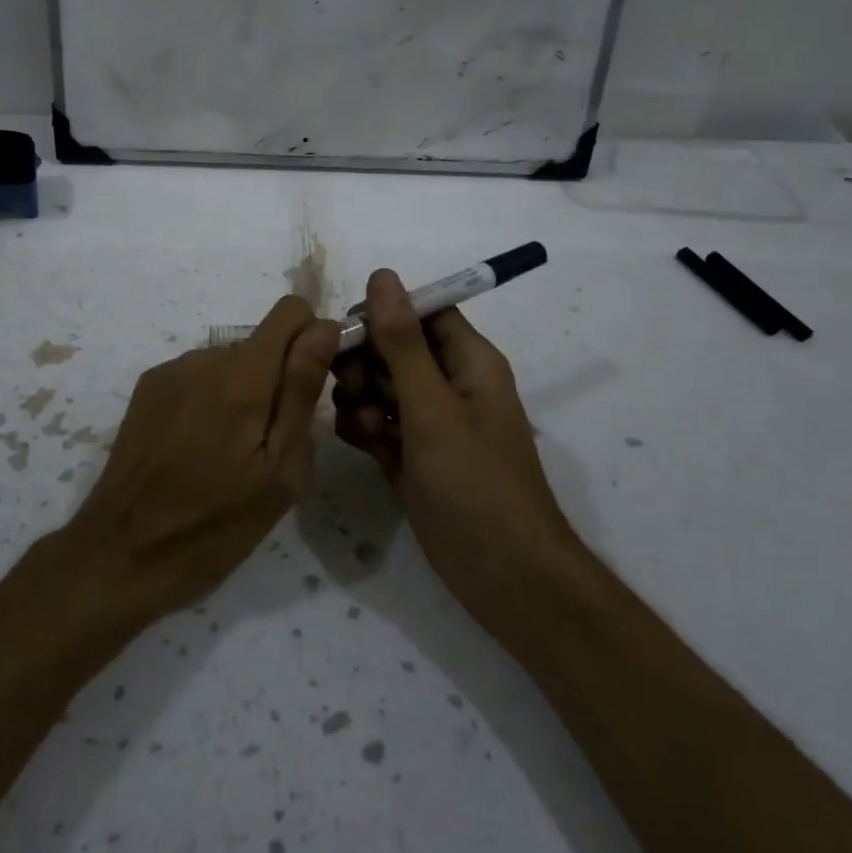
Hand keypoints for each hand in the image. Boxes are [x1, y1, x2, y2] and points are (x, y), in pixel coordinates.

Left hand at [65, 296, 338, 619]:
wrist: (123, 552)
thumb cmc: (216, 523)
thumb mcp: (280, 470)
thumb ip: (302, 390)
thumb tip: (325, 327)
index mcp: (243, 376)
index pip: (291, 311)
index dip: (311, 339)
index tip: (310, 386)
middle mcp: (205, 358)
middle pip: (261, 342)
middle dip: (277, 378)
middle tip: (270, 444)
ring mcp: (171, 371)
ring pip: (230, 361)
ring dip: (243, 391)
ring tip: (231, 453)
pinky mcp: (148, 388)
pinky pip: (199, 376)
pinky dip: (211, 399)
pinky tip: (197, 448)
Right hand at [332, 269, 573, 631]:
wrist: (504, 577)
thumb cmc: (476, 483)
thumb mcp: (433, 407)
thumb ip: (402, 342)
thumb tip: (382, 275)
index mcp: (469, 360)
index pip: (421, 312)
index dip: (383, 314)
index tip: (347, 333)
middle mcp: (449, 384)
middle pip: (393, 348)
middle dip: (364, 361)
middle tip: (349, 387)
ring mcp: (430, 422)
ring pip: (379, 386)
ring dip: (359, 397)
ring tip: (363, 425)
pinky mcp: (412, 455)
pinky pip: (377, 422)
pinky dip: (363, 427)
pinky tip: (362, 444)